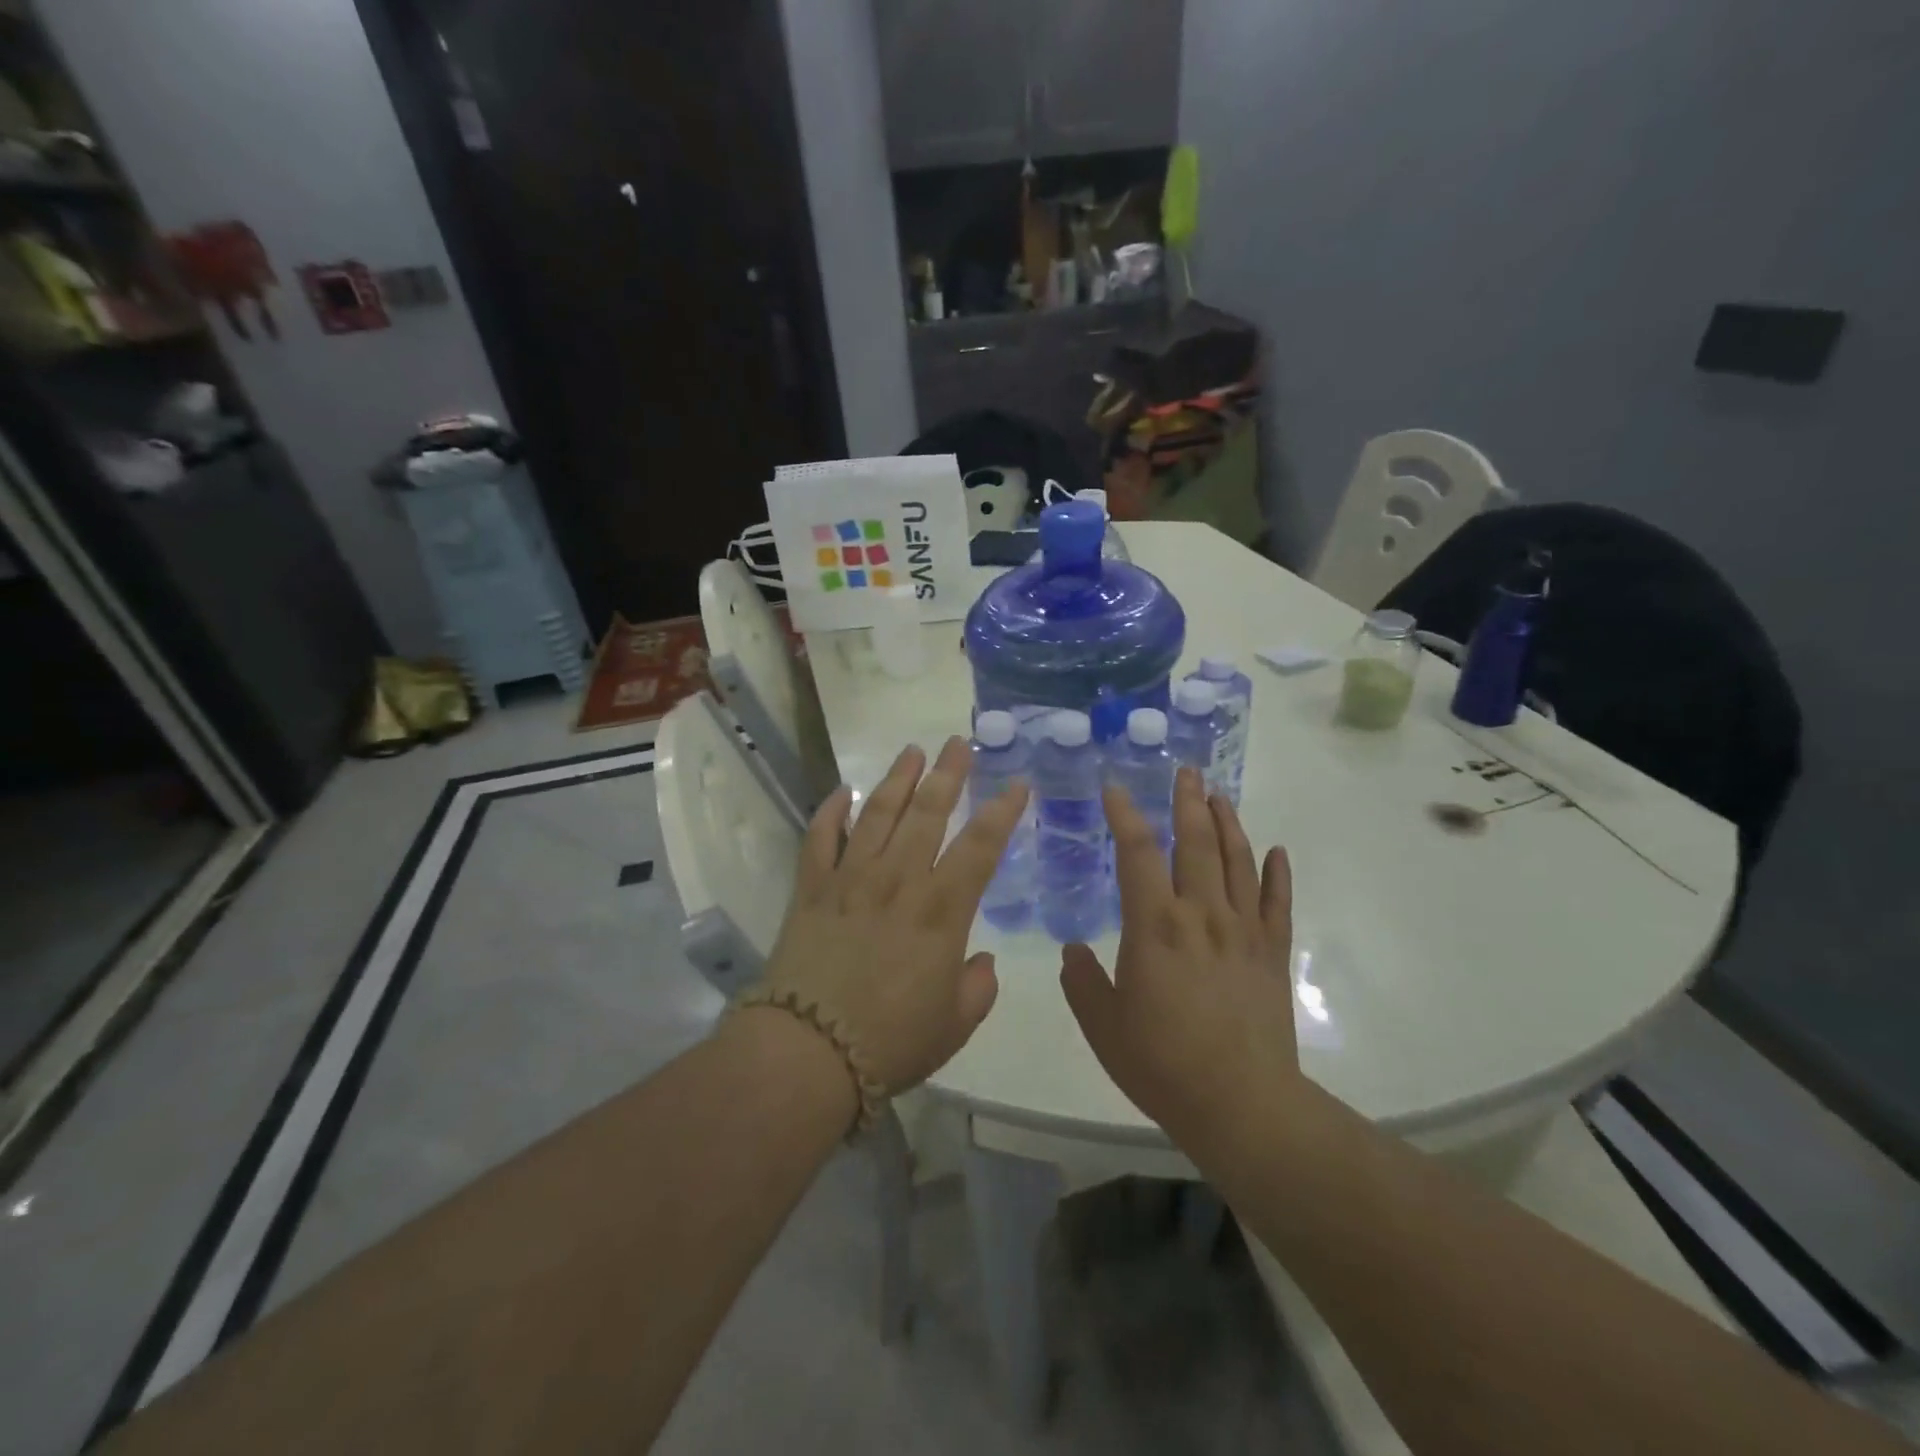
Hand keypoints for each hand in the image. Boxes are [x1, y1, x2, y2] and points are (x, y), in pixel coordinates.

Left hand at [761, 737, 1027, 1095]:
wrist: (807, 1053)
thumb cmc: (890, 1043)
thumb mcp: (954, 1026)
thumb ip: (978, 988)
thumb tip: (982, 961)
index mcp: (941, 912)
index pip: (980, 847)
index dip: (1002, 811)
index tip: (1017, 783)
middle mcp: (897, 882)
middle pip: (927, 813)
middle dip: (947, 774)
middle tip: (958, 742)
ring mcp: (850, 880)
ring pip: (878, 815)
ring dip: (897, 779)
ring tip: (912, 750)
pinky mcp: (811, 890)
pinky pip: (820, 840)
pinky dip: (830, 812)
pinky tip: (843, 791)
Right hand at [1060, 767, 1297, 1146]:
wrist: (1241, 1103)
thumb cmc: (1162, 1063)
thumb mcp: (1103, 1025)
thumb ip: (1082, 981)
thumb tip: (1072, 951)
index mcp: (1155, 925)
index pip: (1136, 853)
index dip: (1124, 815)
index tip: (1115, 788)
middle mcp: (1201, 915)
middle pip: (1196, 843)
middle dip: (1188, 802)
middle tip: (1186, 771)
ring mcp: (1243, 931)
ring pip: (1237, 862)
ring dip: (1228, 824)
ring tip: (1219, 796)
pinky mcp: (1272, 954)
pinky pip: (1278, 904)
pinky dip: (1278, 873)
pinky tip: (1276, 851)